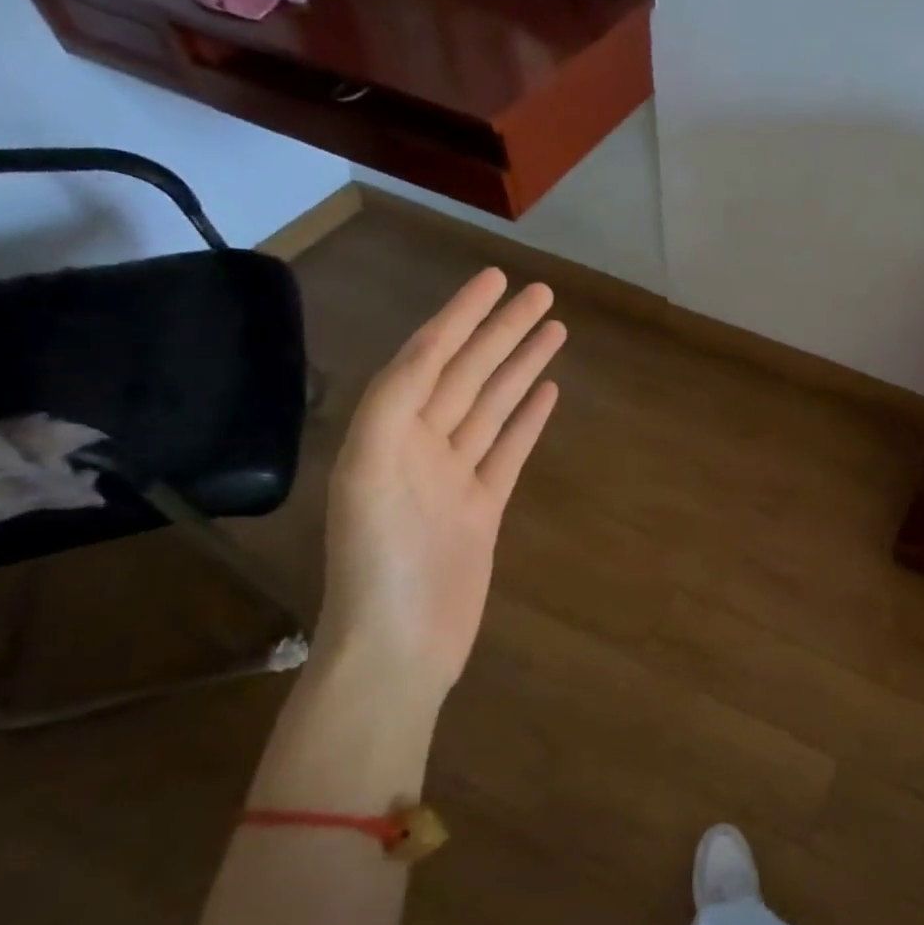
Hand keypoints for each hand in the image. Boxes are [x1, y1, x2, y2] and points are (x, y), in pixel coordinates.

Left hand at [315, 268, 564, 702]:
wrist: (399, 645)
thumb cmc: (380, 563)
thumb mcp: (369, 472)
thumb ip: (392, 406)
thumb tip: (428, 352)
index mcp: (386, 431)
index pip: (429, 357)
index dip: (461, 315)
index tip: (495, 279)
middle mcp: (419, 444)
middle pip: (468, 374)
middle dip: (502, 331)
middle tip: (542, 294)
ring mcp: (453, 475)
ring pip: (492, 406)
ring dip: (520, 367)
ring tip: (554, 331)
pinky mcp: (481, 506)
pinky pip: (507, 450)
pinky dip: (527, 419)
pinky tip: (547, 392)